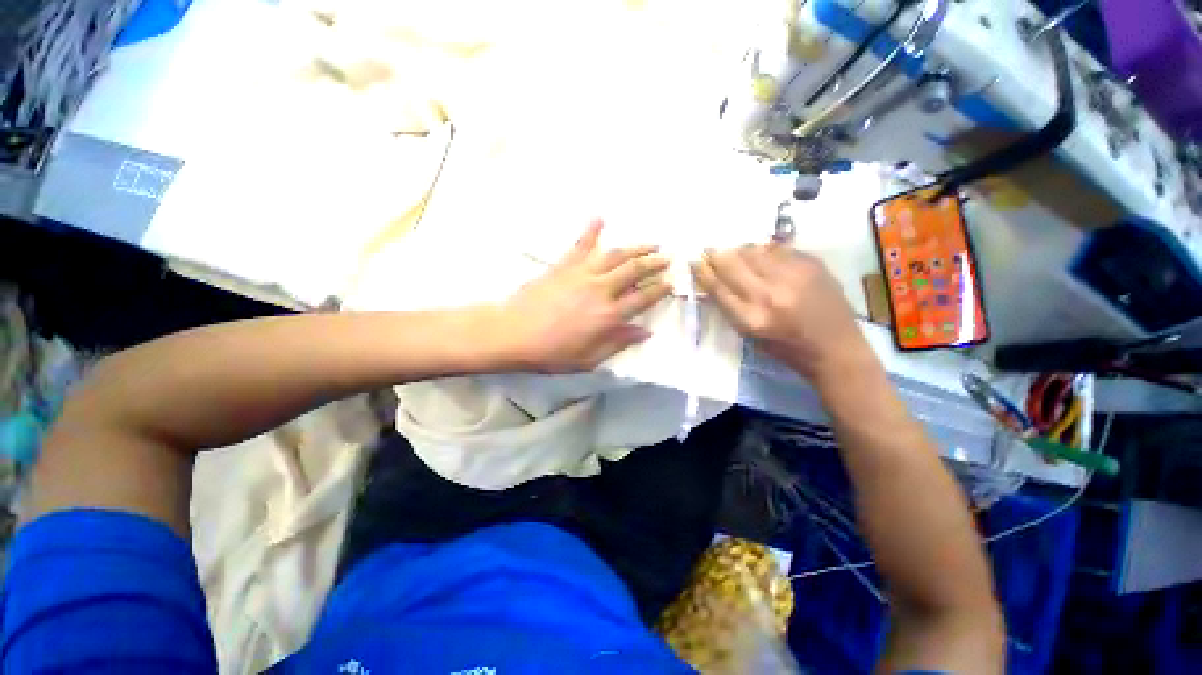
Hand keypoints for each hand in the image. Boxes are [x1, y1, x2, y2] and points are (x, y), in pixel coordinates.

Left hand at [497, 220, 671, 372]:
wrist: (513, 334)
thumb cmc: (552, 353)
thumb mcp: (589, 358)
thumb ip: (618, 342)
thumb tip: (645, 331)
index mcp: (609, 315)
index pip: (643, 298)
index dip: (660, 289)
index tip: (671, 281)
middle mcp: (601, 289)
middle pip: (634, 270)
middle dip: (654, 263)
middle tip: (667, 257)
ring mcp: (582, 273)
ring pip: (615, 255)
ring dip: (635, 247)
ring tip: (650, 243)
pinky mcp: (564, 265)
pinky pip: (581, 244)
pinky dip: (591, 230)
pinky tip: (600, 218)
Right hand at [691, 243, 869, 379]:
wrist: (836, 348)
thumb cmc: (786, 349)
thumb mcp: (750, 335)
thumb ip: (731, 307)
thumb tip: (716, 279)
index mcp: (750, 319)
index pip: (718, 287)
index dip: (703, 271)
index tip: (694, 261)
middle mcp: (769, 294)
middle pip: (732, 264)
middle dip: (717, 255)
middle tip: (709, 250)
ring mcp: (792, 276)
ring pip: (754, 251)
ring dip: (740, 250)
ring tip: (736, 252)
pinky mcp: (812, 265)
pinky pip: (778, 248)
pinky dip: (765, 250)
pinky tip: (763, 255)